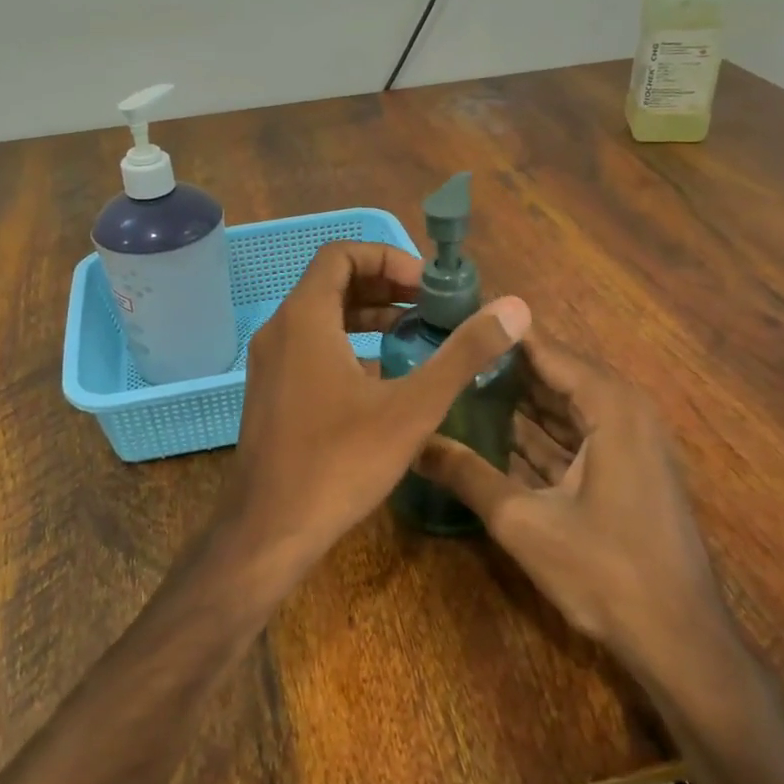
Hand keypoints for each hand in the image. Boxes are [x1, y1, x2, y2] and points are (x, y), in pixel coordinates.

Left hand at [228, 241, 528, 583]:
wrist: (269, 529)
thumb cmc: (340, 462)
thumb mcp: (412, 407)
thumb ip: (462, 354)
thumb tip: (513, 309)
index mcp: (305, 319)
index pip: (341, 254)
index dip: (387, 257)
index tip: (426, 286)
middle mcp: (280, 330)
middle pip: (331, 282)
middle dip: (383, 285)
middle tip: (428, 306)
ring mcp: (269, 363)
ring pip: (319, 317)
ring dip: (366, 315)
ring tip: (413, 332)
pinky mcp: (271, 392)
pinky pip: (309, 347)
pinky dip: (346, 344)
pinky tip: (382, 376)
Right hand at [415, 333, 732, 674]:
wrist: (680, 639)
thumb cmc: (605, 570)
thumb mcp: (523, 521)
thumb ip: (467, 475)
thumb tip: (413, 444)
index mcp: (610, 405)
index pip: (545, 349)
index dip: (500, 334)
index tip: (453, 319)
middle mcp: (624, 411)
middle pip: (554, 374)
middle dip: (502, 367)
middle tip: (447, 355)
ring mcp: (629, 442)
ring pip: (563, 406)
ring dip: (517, 400)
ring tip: (459, 387)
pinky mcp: (626, 470)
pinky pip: (575, 434)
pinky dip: (538, 432)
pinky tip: (493, 433)